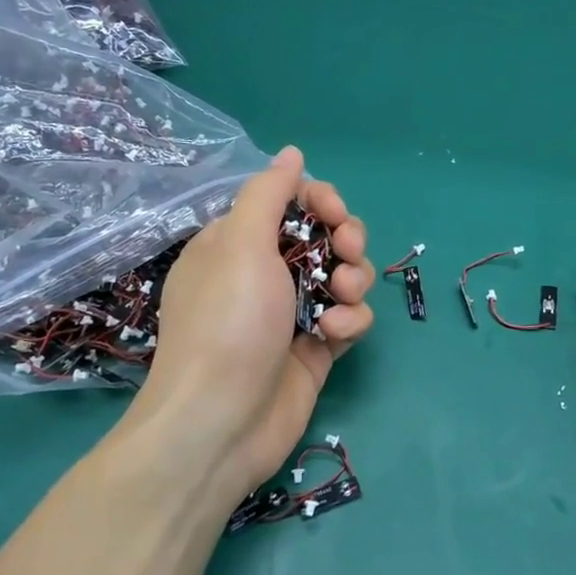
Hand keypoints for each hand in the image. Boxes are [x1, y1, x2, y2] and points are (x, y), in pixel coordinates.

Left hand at [128, 147, 373, 501]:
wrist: (222, 422)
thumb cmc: (228, 322)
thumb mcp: (240, 244)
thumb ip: (269, 194)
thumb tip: (291, 152)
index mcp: (237, 243)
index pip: (290, 204)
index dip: (320, 202)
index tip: (334, 214)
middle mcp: (265, 273)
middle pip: (324, 237)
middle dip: (344, 241)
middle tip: (345, 254)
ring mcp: (292, 312)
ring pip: (343, 276)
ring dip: (353, 280)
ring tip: (341, 298)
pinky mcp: (316, 348)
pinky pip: (348, 318)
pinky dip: (349, 321)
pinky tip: (335, 335)